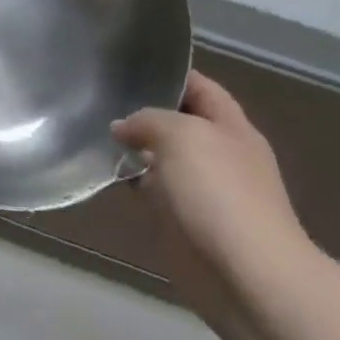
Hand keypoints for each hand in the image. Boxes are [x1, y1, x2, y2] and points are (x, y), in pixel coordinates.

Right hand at [114, 72, 312, 295]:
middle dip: (146, 112)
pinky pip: (156, 193)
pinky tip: (107, 176)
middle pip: (181, 123)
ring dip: (136, 150)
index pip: (201, 88)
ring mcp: (203, 190)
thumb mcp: (182, 137)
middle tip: (101, 100)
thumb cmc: (219, 193)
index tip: (130, 65)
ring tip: (95, 134)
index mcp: (231, 127)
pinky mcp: (185, 222)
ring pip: (164, 159)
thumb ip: (149, 121)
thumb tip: (123, 127)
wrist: (245, 273)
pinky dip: (134, 184)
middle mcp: (220, 154)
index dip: (171, 74)